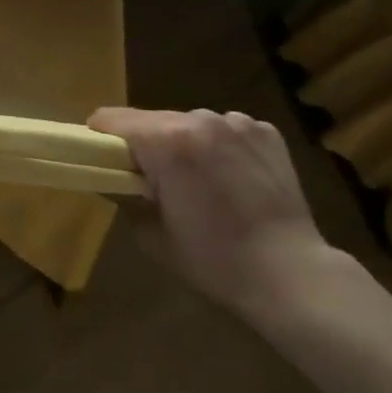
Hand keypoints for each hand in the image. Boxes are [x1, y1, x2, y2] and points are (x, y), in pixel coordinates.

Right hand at [88, 107, 332, 318]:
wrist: (290, 274)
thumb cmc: (214, 259)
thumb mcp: (153, 235)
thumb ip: (126, 198)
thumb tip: (116, 182)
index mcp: (166, 141)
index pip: (111, 118)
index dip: (101, 139)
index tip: (106, 162)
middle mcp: (200, 118)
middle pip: (152, 120)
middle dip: (147, 145)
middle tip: (156, 183)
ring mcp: (237, 122)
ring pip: (191, 123)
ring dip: (186, 144)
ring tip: (202, 183)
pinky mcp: (265, 131)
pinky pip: (226, 129)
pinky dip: (221, 147)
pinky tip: (235, 180)